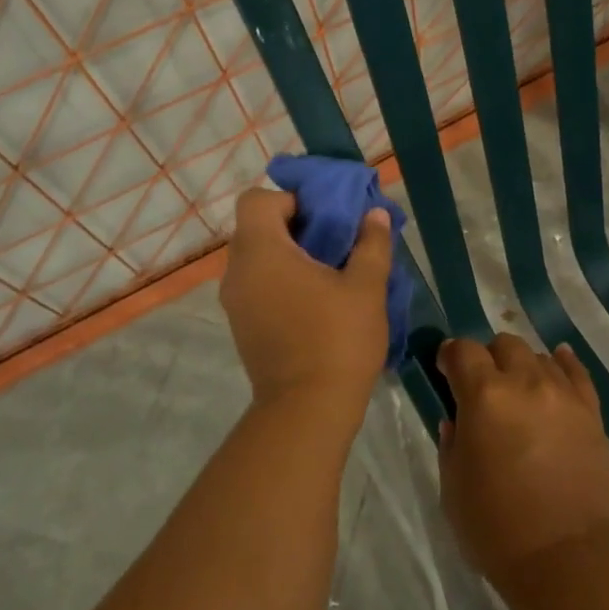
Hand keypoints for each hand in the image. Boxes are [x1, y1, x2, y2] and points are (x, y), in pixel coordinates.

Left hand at [219, 187, 393, 417]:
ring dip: (287, 255)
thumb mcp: (366, 286)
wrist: (307, 411)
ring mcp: (235, 302)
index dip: (290, 199)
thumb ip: (371, 243)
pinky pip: (256, 285)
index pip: (256, 200)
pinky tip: (314, 301)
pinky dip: (279, 280)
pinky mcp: (241, 326)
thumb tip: (373, 214)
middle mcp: (237, 272)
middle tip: (333, 242)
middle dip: (294, 226)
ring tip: (328, 272)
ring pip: (256, 258)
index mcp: (261, 252)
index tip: (323, 217)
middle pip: (256, 227)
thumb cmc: (337, 340)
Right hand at [437, 335, 608, 598]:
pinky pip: (577, 373)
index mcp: (484, 396)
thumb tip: (457, 421)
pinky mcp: (591, 414)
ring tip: (519, 392)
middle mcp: (525, 382)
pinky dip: (563, 364)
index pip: (462, 350)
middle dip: (488, 358)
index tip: (445, 369)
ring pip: (539, 356)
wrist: (568, 561)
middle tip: (483, 387)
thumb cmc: (497, 529)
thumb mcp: (453, 488)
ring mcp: (563, 395)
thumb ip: (452, 444)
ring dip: (522, 367)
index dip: (450, 355)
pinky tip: (557, 363)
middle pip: (504, 344)